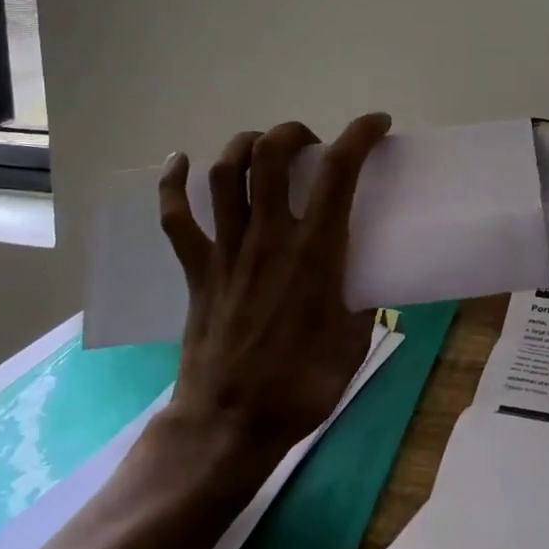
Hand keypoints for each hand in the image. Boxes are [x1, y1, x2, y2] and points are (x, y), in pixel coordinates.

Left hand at [155, 113, 391, 465]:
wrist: (229, 425)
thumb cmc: (301, 386)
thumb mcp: (355, 341)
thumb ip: (363, 300)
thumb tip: (365, 281)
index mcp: (315, 252)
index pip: (339, 172)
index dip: (359, 136)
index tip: (376, 124)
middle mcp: (269, 237)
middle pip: (271, 155)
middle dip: (294, 132)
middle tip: (310, 144)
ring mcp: (227, 250)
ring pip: (224, 174)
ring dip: (244, 145)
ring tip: (262, 145)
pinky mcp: (197, 269)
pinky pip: (176, 218)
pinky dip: (172, 184)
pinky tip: (178, 160)